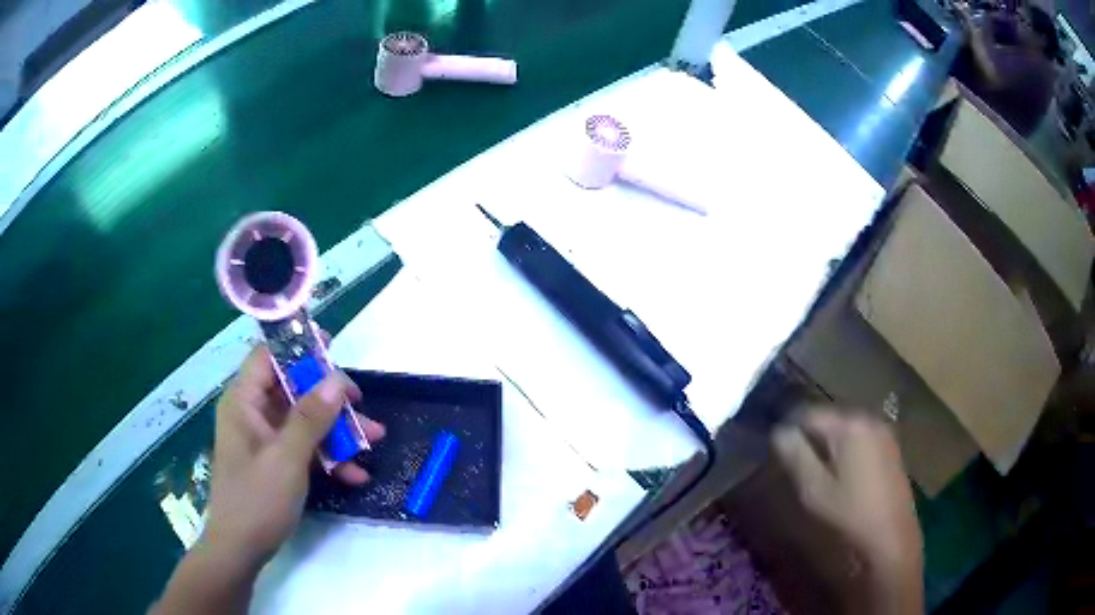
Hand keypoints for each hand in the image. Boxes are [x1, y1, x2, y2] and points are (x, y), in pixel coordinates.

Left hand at [204, 344, 385, 565]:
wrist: (241, 550)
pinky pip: (303, 447)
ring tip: (373, 441)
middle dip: (330, 399)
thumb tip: (336, 380)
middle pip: (292, 389)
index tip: (333, 349)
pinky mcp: (274, 461)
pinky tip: (354, 475)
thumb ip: (310, 418)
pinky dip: (327, 456)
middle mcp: (252, 413)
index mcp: (244, 401)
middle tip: (361, 406)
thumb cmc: (256, 500)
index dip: (298, 347)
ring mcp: (264, 439)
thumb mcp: (286, 458)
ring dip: (336, 431)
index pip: (269, 357)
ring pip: (303, 420)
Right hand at [772, 409, 921, 613]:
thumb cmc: (848, 518)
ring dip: (826, 449)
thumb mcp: (812, 490)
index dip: (786, 432)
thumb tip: (779, 432)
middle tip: (792, 469)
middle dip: (808, 440)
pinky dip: (844, 455)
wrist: (890, 546)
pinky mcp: (891, 453)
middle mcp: (870, 420)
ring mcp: (885, 436)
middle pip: (828, 420)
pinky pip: (859, 444)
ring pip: (844, 433)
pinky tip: (839, 481)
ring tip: (813, 476)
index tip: (774, 456)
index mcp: (850, 424)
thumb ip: (793, 455)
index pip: (806, 413)